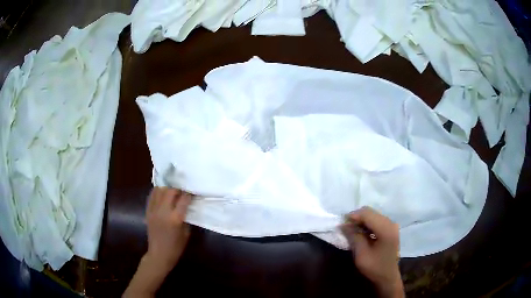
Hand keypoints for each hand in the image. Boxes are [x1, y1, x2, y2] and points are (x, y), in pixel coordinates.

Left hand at [123, 187, 191, 297]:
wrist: (159, 254)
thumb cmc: (176, 247)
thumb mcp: (186, 233)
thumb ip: (186, 217)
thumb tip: (187, 206)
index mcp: (175, 218)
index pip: (184, 199)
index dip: (189, 193)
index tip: (193, 191)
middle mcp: (163, 211)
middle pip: (170, 190)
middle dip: (178, 188)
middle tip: (183, 190)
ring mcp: (154, 210)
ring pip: (159, 190)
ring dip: (167, 188)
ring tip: (172, 190)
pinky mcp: (148, 211)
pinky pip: (152, 196)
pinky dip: (158, 192)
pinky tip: (162, 193)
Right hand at [341, 207, 403, 297]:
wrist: (388, 277)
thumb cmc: (375, 267)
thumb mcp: (361, 254)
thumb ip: (354, 237)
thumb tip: (343, 225)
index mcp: (386, 229)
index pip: (367, 214)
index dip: (353, 216)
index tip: (341, 223)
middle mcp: (391, 223)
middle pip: (371, 212)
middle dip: (357, 217)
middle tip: (345, 227)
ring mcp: (392, 225)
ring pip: (373, 215)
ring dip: (361, 220)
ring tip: (351, 230)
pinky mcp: (390, 229)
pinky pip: (377, 220)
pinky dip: (367, 224)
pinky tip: (361, 232)